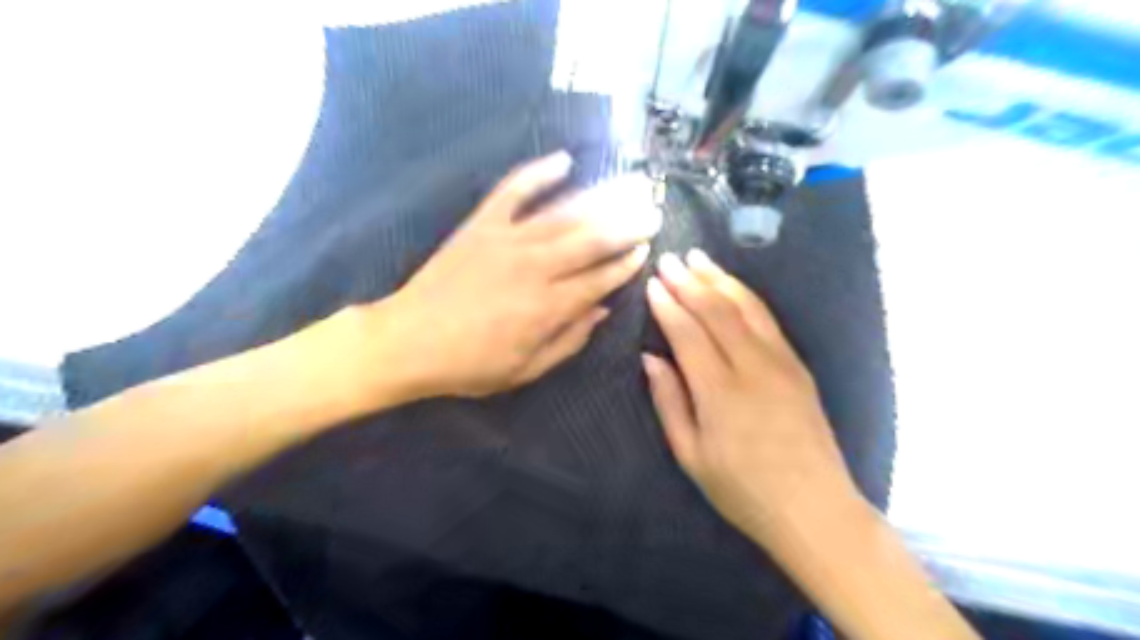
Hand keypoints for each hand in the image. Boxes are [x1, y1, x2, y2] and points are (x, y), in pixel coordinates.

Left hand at [371, 151, 663, 397]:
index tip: (645, 252)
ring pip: (564, 214)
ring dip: (601, 200)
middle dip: (627, 226)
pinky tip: (563, 160)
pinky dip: (538, 172)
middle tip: (652, 213)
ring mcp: (508, 239)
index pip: (600, 280)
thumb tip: (601, 311)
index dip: (625, 265)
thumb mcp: (525, 369)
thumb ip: (568, 340)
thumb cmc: (469, 364)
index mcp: (549, 306)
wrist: (408, 340)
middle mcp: (536, 266)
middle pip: (592, 241)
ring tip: (628, 188)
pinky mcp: (482, 224)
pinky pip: (513, 191)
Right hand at [646, 251, 858, 539]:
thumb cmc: (742, 489)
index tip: (652, 283)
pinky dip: (745, 295)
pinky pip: (768, 319)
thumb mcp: (691, 455)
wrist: (813, 507)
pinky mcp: (798, 365)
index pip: (688, 333)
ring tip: (698, 259)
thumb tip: (650, 358)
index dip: (668, 305)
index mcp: (720, 392)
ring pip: (746, 307)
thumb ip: (669, 401)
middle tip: (669, 259)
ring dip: (719, 279)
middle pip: (717, 311)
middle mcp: (752, 367)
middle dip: (690, 281)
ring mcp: (781, 362)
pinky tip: (731, 285)